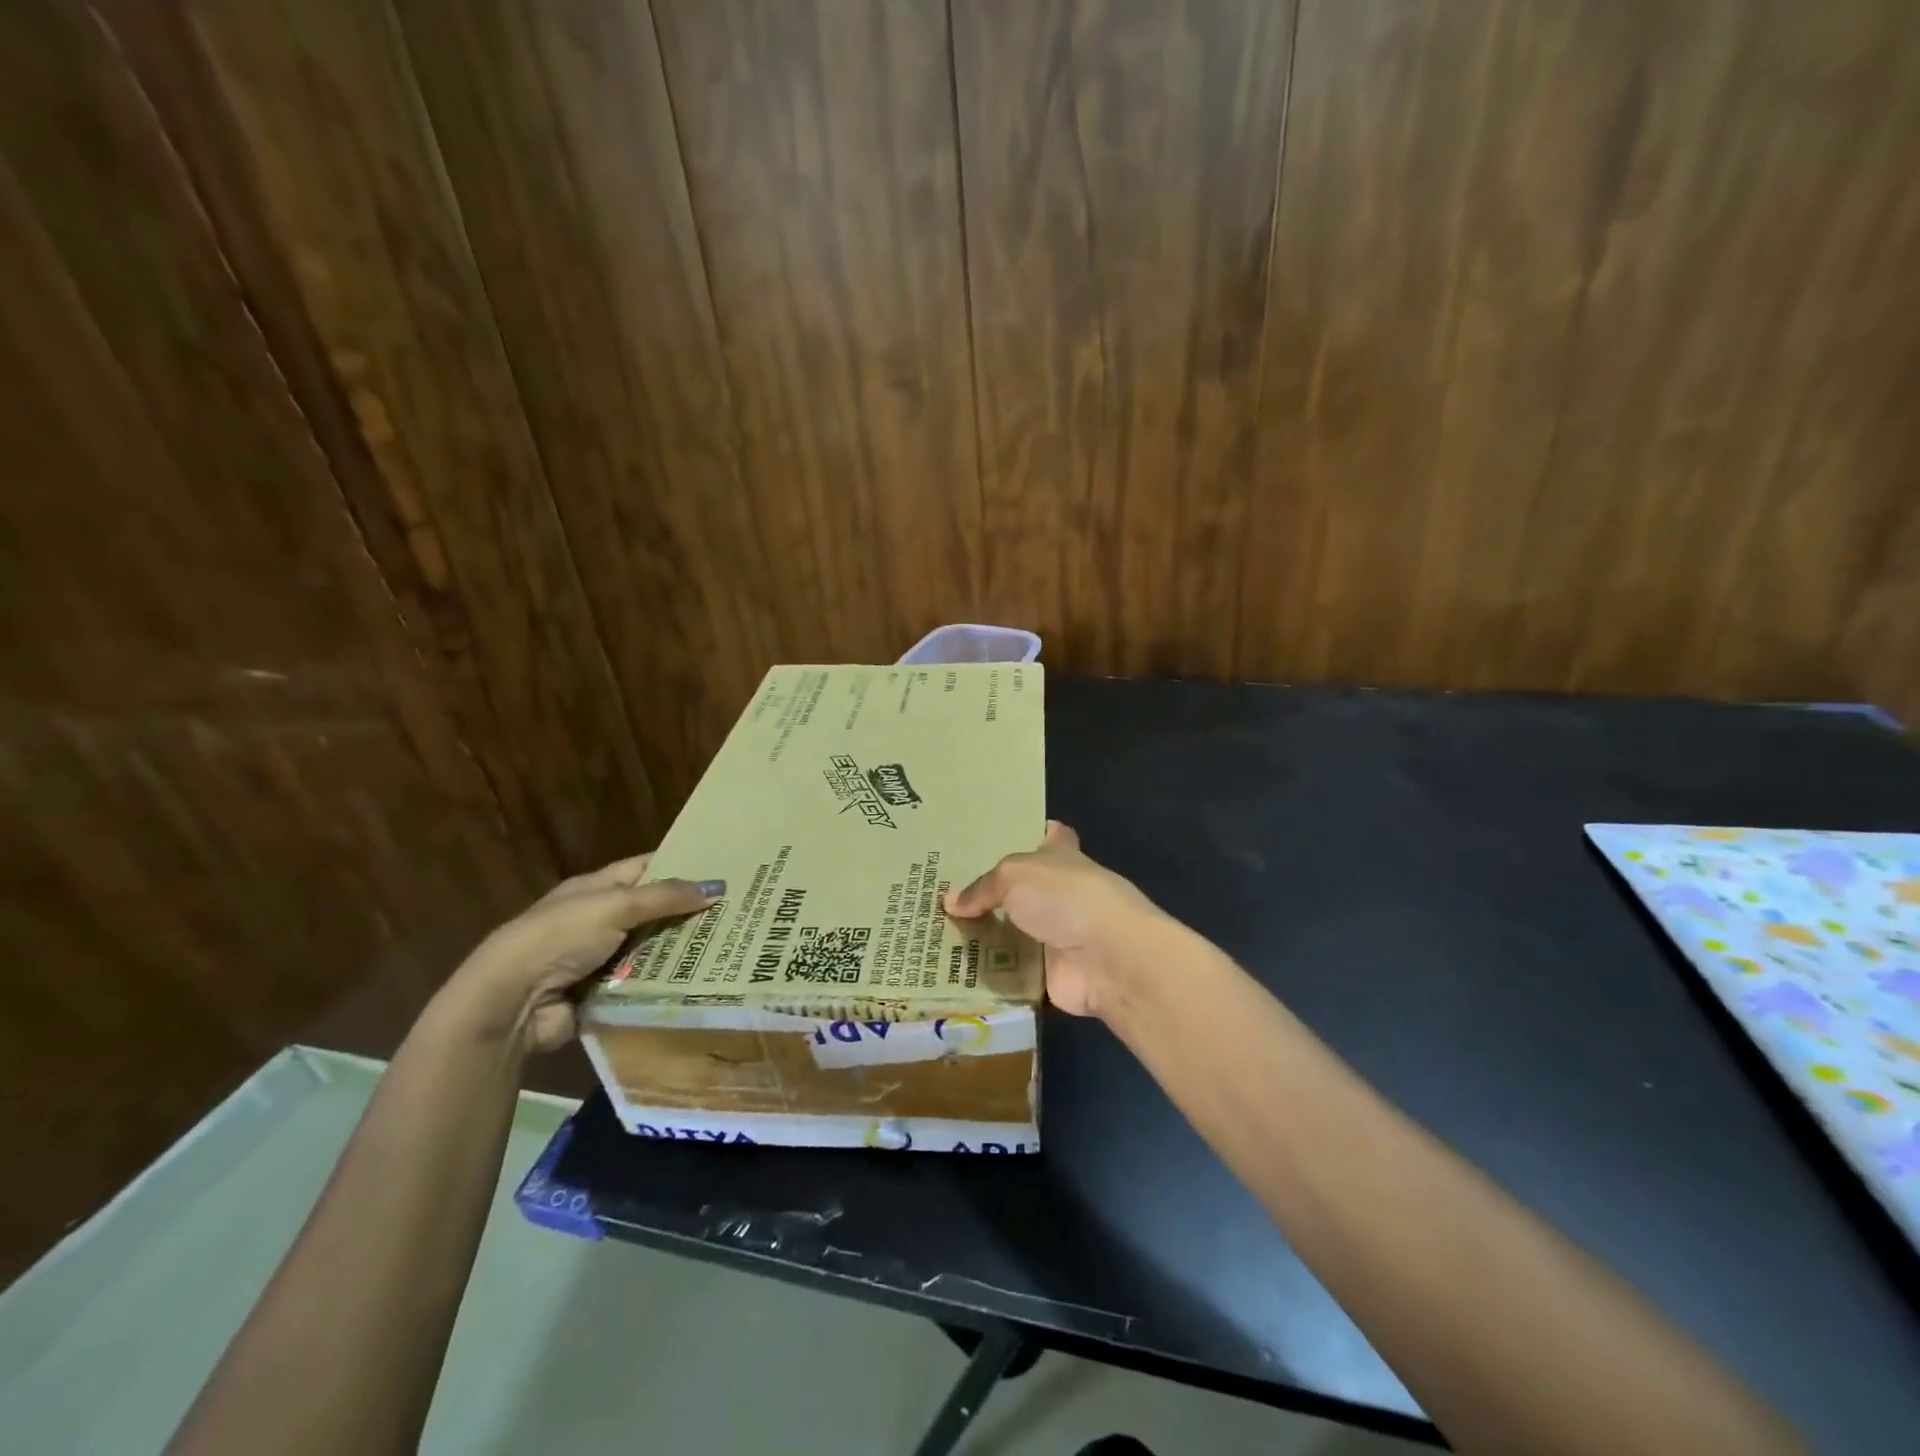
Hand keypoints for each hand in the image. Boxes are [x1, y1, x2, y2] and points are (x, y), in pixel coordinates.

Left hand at [447, 854, 722, 1054]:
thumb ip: (665, 897)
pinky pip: (644, 984)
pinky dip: (667, 984)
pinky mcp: (604, 994)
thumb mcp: (614, 906)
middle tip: (738, 910)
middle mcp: (598, 920)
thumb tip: (717, 887)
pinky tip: (703, 981)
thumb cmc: (559, 938)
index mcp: (595, 889)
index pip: (645, 868)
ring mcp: (601, 959)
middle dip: (689, 911)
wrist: (510, 1004)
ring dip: (682, 950)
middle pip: (653, 911)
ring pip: (653, 949)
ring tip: (731, 947)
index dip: (680, 864)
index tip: (721, 866)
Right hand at [944, 822, 1162, 1017]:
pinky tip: (953, 972)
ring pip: (1014, 933)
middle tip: (945, 893)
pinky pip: (1012, 972)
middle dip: (991, 893)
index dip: (1032, 832)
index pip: (1051, 836)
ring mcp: (1058, 935)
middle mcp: (1062, 893)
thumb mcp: (1013, 875)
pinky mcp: (1051, 973)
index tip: (1000, 835)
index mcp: (1062, 856)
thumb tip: (951, 901)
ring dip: (985, 937)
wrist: (1106, 957)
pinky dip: (990, 974)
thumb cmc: (1065, 897)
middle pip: (1023, 889)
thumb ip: (982, 887)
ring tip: (937, 934)